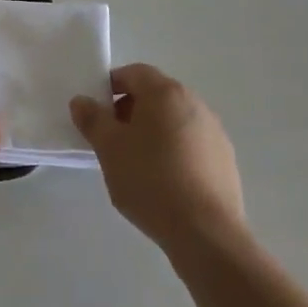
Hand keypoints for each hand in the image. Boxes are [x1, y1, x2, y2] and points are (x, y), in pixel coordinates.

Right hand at [70, 64, 245, 257]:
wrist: (205, 234)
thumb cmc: (150, 180)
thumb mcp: (109, 148)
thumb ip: (92, 119)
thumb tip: (82, 101)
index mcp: (166, 92)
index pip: (134, 73)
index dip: (111, 86)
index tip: (97, 112)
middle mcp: (194, 103)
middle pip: (156, 95)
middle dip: (131, 110)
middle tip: (112, 139)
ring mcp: (214, 133)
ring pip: (174, 121)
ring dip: (153, 132)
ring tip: (136, 164)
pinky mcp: (225, 161)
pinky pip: (191, 145)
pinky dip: (174, 153)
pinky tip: (164, 183)